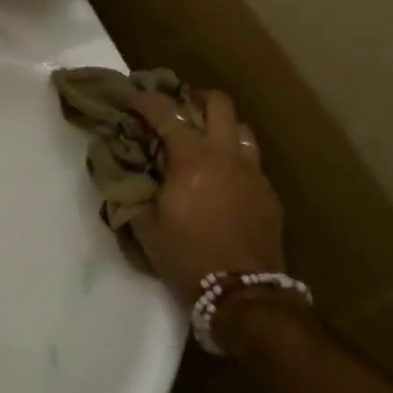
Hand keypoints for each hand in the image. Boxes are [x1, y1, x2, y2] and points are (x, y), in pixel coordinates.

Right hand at [124, 87, 286, 307]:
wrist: (243, 295)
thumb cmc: (188, 258)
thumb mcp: (146, 227)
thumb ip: (133, 195)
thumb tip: (123, 177)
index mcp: (192, 160)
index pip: (166, 112)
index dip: (145, 100)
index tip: (131, 98)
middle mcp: (226, 156)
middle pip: (219, 103)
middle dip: (195, 97)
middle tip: (178, 108)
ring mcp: (253, 173)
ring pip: (242, 128)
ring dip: (221, 125)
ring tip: (205, 140)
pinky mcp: (269, 194)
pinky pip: (253, 160)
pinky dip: (235, 157)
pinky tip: (224, 178)